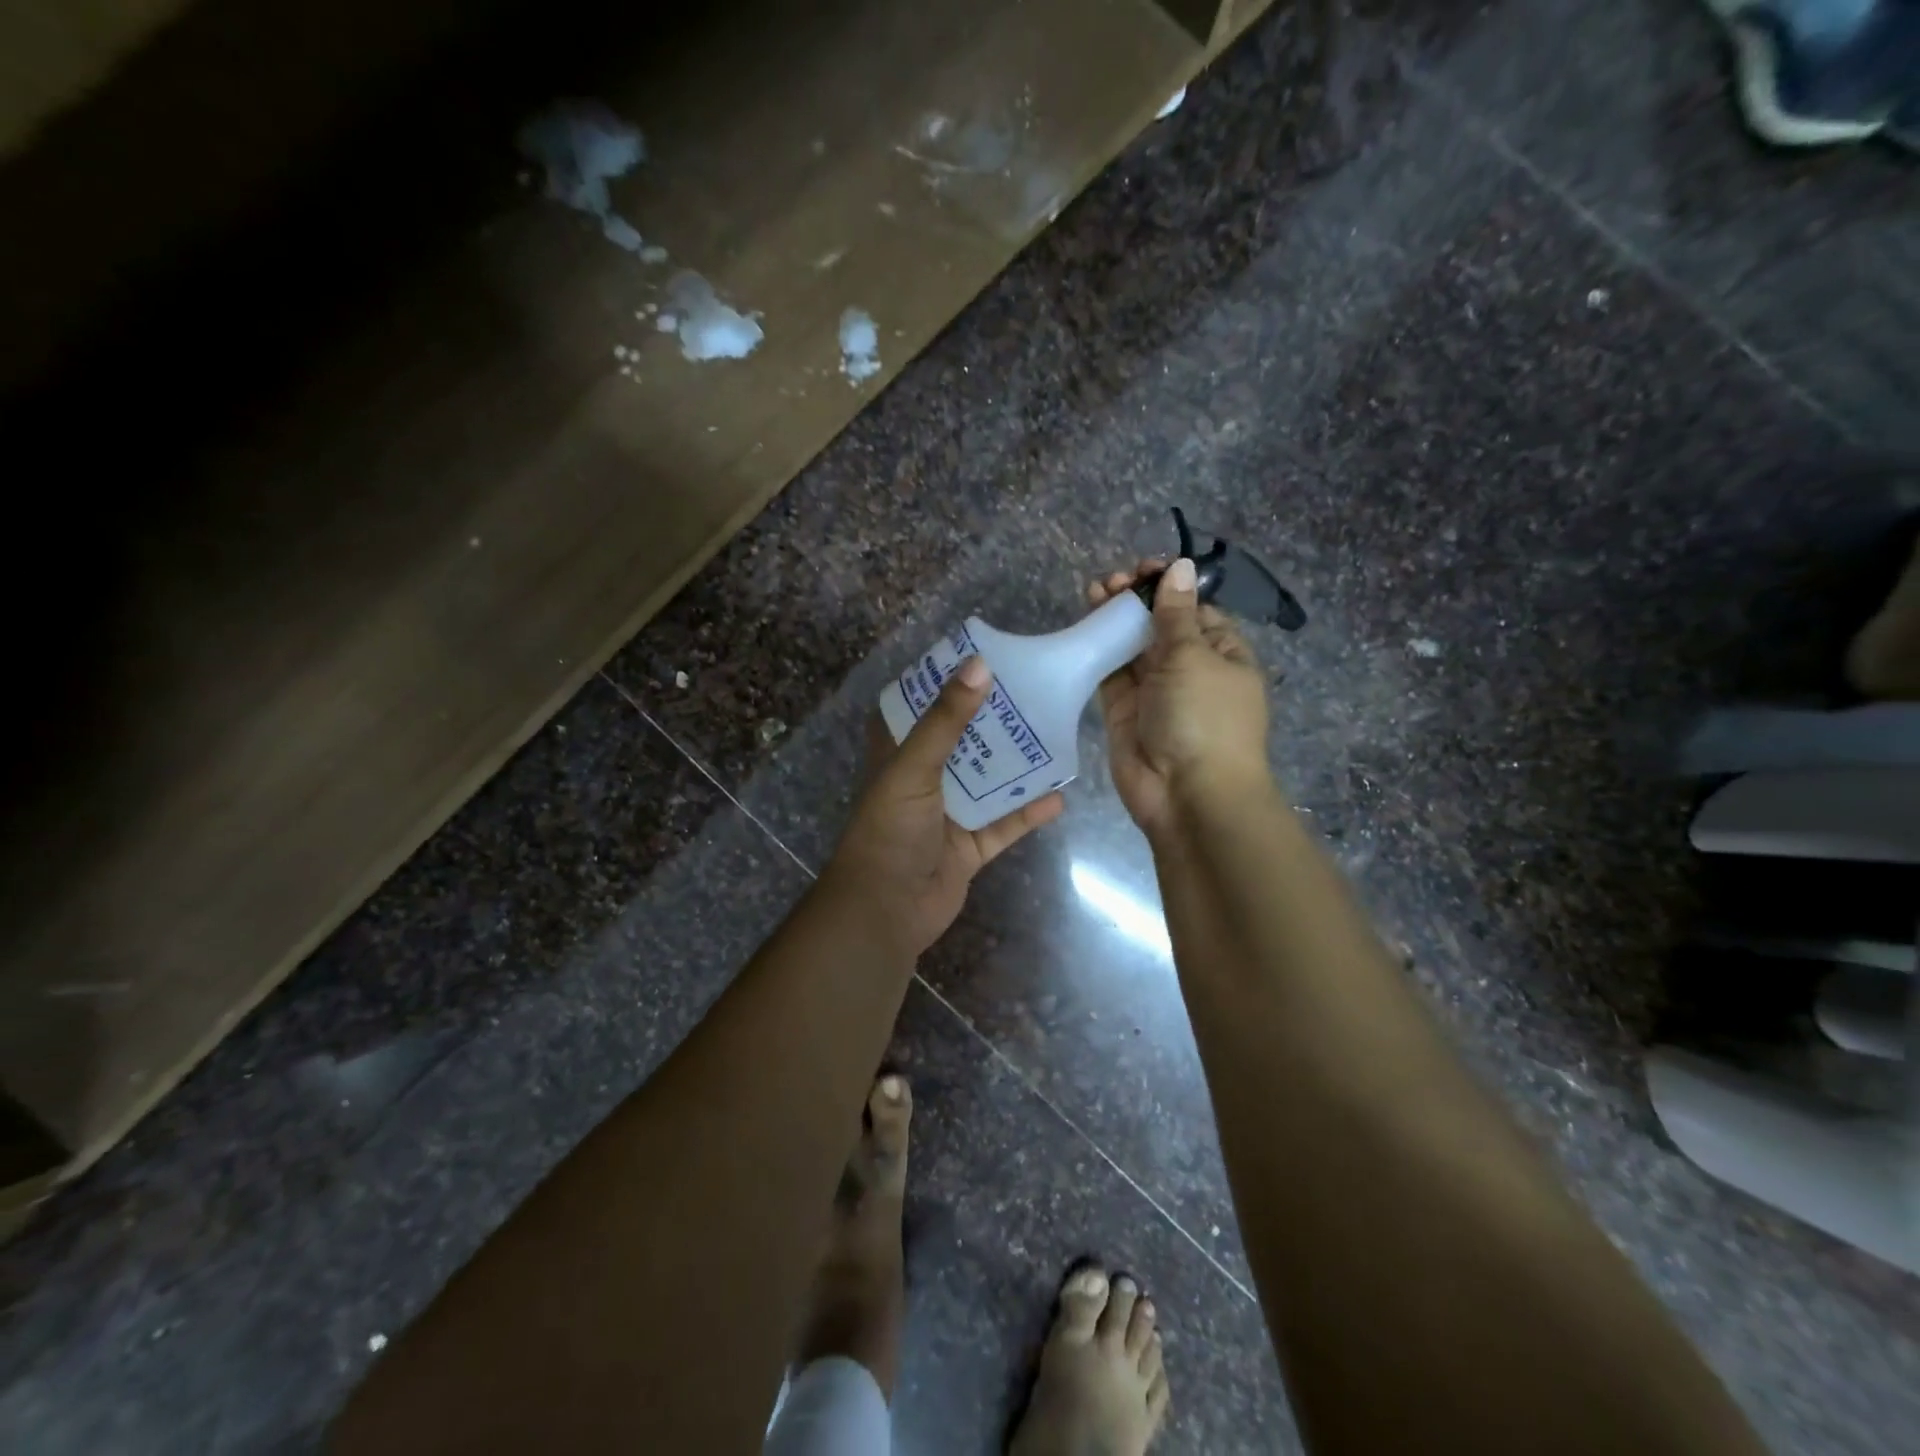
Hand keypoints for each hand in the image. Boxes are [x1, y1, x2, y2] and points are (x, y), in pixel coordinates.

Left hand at [823, 656, 1064, 956]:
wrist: (886, 910)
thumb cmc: (890, 829)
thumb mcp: (913, 767)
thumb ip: (946, 719)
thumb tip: (979, 664)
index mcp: (900, 754)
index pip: (921, 706)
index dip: (947, 682)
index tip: (984, 657)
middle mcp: (925, 779)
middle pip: (964, 741)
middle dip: (995, 720)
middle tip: (1036, 692)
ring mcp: (949, 814)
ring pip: (989, 782)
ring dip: (1017, 765)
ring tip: (1055, 736)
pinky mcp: (970, 847)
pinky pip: (1004, 824)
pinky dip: (1028, 813)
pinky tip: (1059, 797)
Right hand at [1089, 556, 1272, 835]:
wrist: (1186, 794)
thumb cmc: (1204, 718)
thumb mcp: (1194, 657)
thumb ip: (1176, 614)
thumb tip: (1181, 567)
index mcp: (1223, 655)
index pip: (1195, 611)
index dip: (1170, 588)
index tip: (1145, 570)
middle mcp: (1189, 671)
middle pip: (1160, 626)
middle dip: (1138, 601)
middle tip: (1112, 582)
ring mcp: (1155, 692)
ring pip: (1132, 647)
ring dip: (1115, 619)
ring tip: (1094, 591)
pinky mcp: (1124, 711)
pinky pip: (1110, 673)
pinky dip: (1098, 649)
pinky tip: (1084, 624)